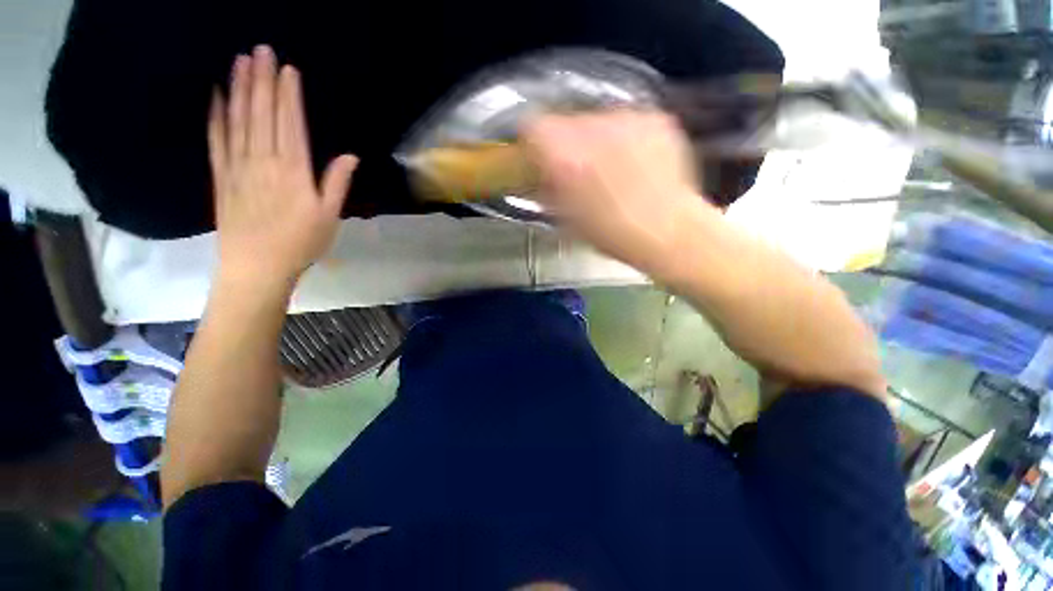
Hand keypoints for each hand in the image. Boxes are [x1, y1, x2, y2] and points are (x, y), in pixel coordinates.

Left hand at [208, 45, 357, 291]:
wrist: (257, 266)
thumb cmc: (301, 243)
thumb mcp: (329, 216)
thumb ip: (337, 184)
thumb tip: (350, 156)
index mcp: (294, 172)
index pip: (290, 124)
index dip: (289, 96)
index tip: (288, 69)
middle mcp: (264, 161)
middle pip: (262, 114)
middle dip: (262, 80)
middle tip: (260, 50)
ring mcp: (237, 167)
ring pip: (238, 120)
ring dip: (239, 89)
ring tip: (240, 62)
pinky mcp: (220, 176)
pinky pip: (216, 140)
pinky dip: (215, 116)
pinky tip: (215, 96)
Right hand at [520, 110, 705, 273]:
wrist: (669, 232)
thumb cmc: (611, 234)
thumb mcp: (566, 218)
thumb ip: (547, 189)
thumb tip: (542, 174)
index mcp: (565, 156)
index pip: (533, 126)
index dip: (533, 142)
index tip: (540, 157)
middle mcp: (593, 128)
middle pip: (567, 121)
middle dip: (568, 144)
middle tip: (579, 170)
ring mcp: (628, 119)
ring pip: (598, 120)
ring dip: (598, 141)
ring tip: (613, 169)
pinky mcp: (656, 119)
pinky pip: (629, 122)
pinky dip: (626, 138)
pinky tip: (637, 163)